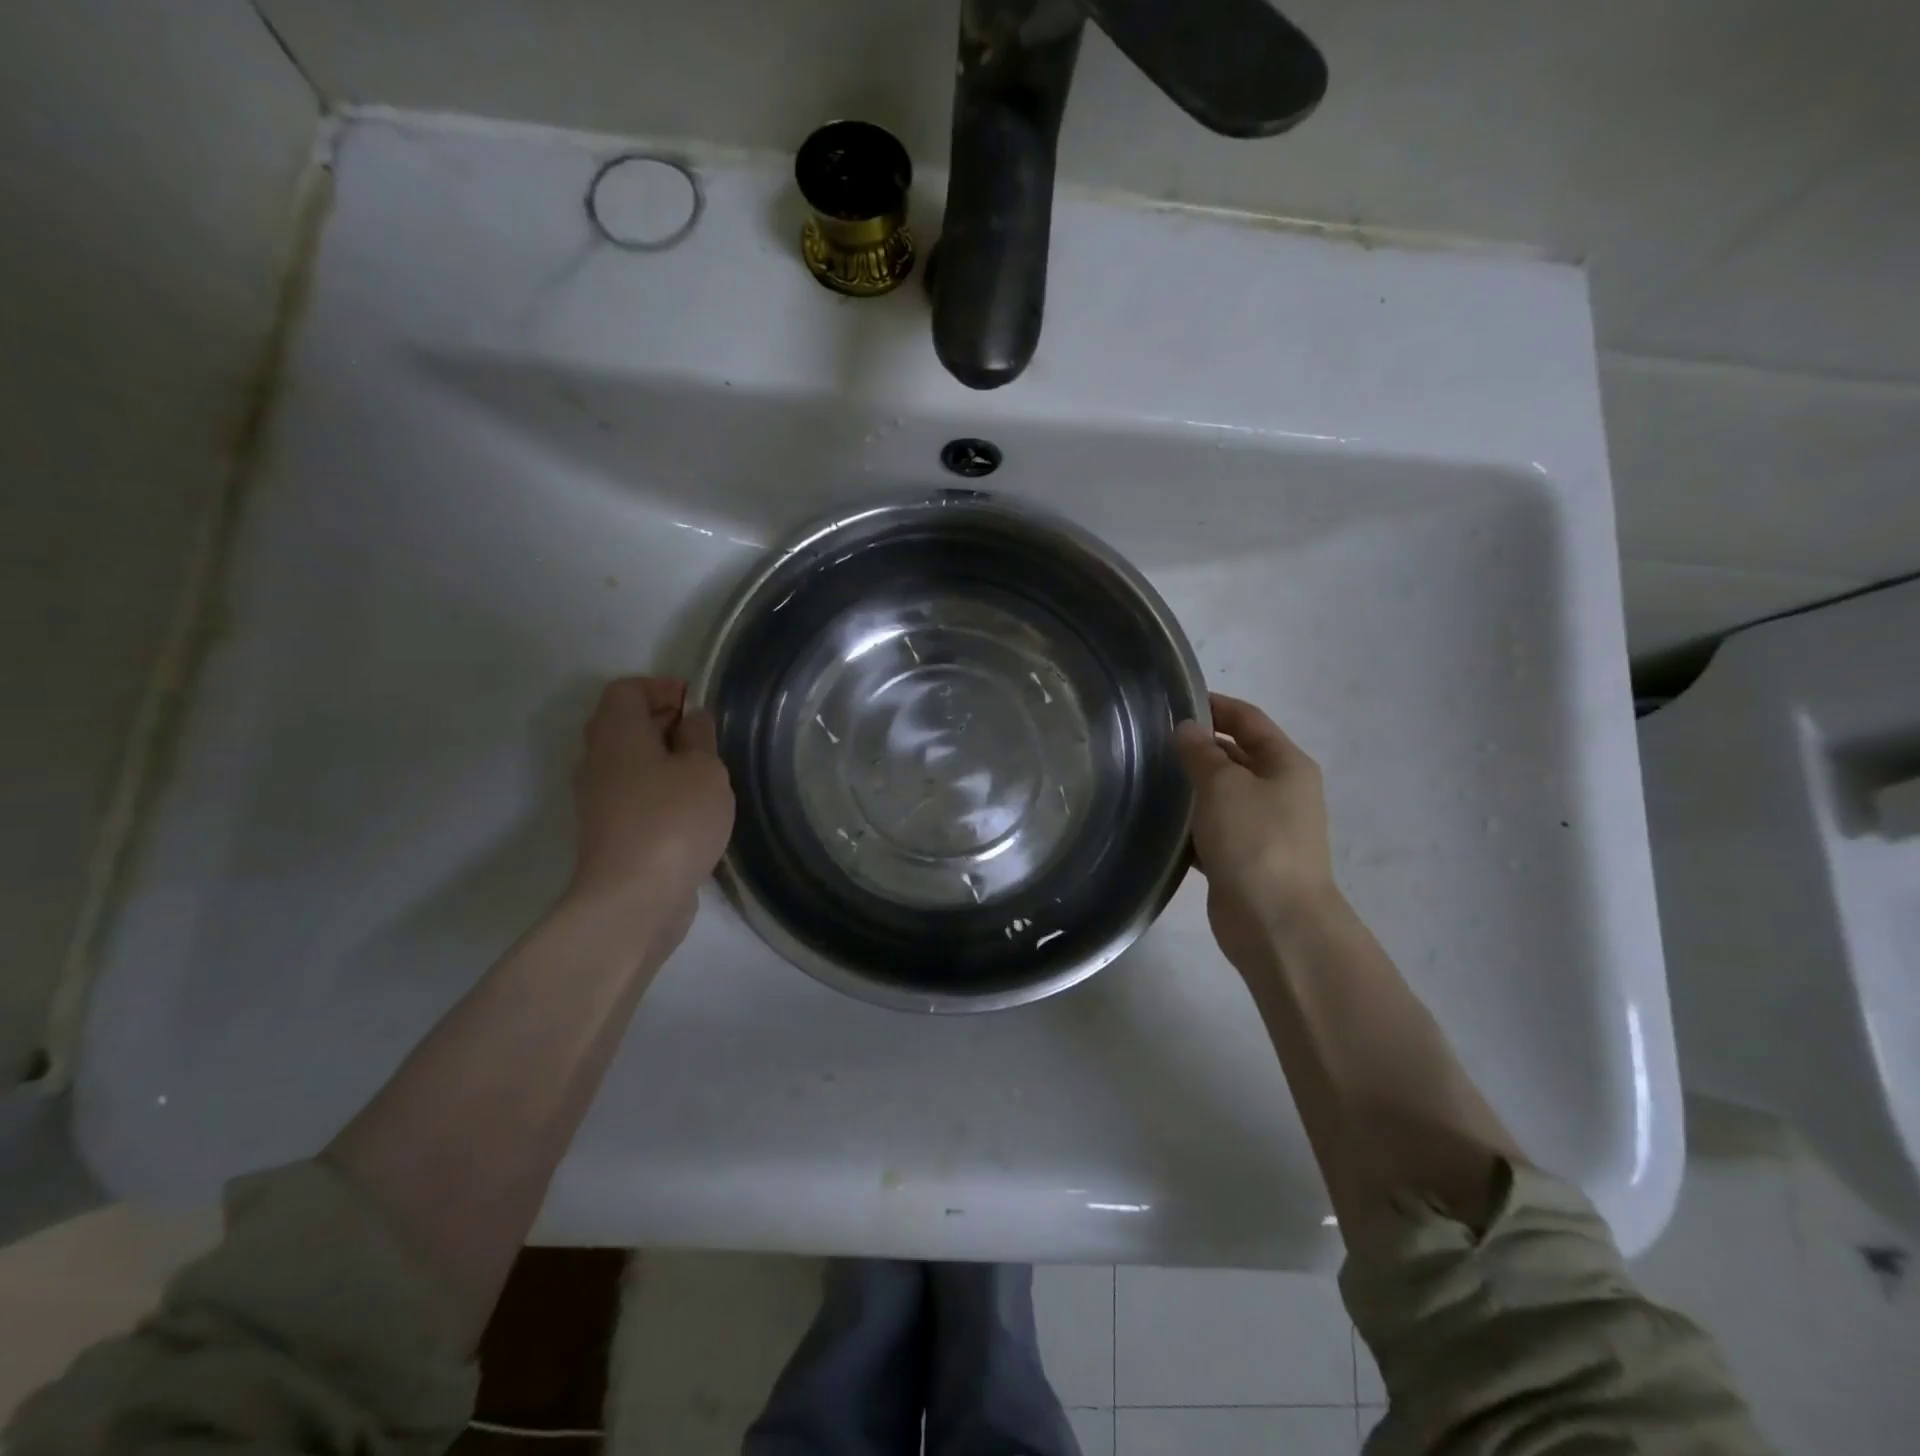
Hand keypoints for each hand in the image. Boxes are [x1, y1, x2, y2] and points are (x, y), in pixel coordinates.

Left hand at [569, 677, 734, 944]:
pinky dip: (657, 788)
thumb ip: (699, 737)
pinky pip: (632, 792)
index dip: (661, 688)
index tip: (696, 703)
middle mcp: (597, 760)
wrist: (634, 897)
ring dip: (662, 758)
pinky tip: (690, 806)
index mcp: (617, 733)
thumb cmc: (673, 820)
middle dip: (662, 721)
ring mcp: (598, 798)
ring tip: (703, 771)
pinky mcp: (608, 830)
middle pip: (622, 723)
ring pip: (627, 760)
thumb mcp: (704, 770)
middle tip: (703, 734)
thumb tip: (691, 720)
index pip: (626, 689)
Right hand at [1174, 694, 1338, 973]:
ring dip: (1191, 787)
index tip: (1175, 700)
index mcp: (1286, 765)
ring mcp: (1263, 829)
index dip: (1216, 706)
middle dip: (1199, 747)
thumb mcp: (1223, 785)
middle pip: (1236, 756)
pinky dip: (1189, 825)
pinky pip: (1212, 831)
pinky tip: (1157, 823)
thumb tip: (1188, 729)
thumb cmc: (1254, 840)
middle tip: (1150, 740)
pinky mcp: (1243, 860)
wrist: (1276, 922)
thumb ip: (1202, 752)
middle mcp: (1280, 792)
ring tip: (1146, 776)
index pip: (1249, 720)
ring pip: (1221, 796)